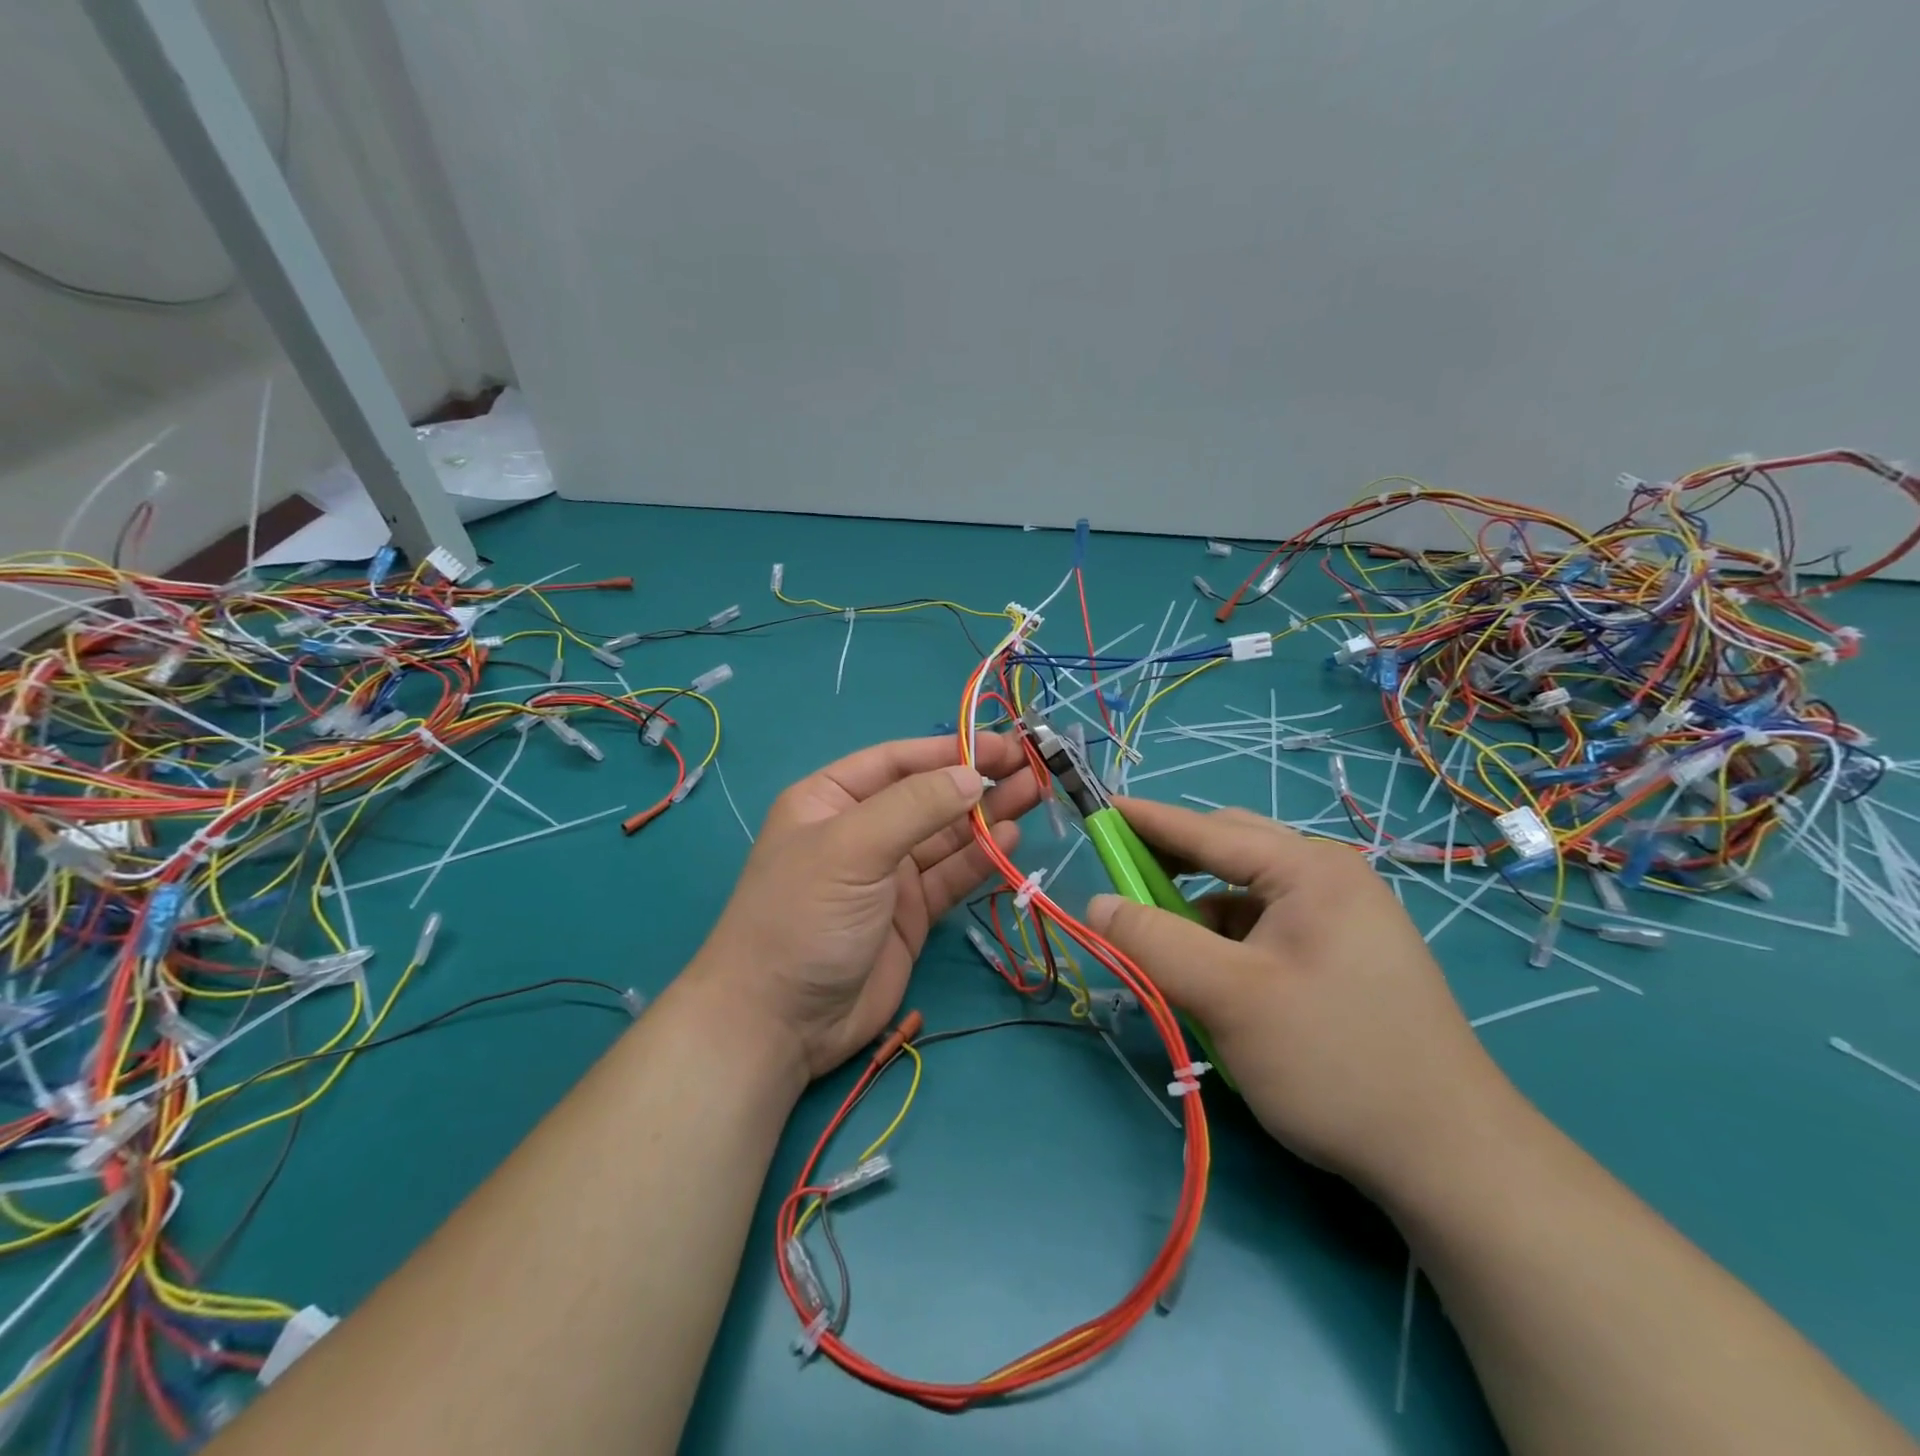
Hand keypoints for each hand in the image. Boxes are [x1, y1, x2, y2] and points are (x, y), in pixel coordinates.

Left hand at [689, 735, 1039, 1079]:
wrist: (780, 1022)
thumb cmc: (805, 915)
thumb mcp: (852, 848)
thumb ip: (915, 807)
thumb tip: (972, 775)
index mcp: (831, 799)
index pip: (898, 760)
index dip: (950, 749)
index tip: (1001, 746)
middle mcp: (862, 830)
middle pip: (929, 796)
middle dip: (976, 780)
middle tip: (1031, 766)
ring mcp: (888, 874)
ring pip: (946, 835)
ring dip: (988, 816)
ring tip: (1034, 794)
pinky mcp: (911, 914)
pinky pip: (951, 877)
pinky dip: (980, 859)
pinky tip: (1010, 840)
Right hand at [1084, 798, 1516, 1202]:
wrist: (1450, 1158)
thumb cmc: (1333, 1060)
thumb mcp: (1229, 998)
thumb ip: (1154, 942)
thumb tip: (1097, 904)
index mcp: (1311, 870)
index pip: (1209, 830)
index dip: (1147, 820)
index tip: (1098, 809)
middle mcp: (1332, 880)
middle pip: (1232, 853)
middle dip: (1174, 866)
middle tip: (1127, 886)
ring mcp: (1347, 919)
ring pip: (1248, 896)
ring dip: (1201, 913)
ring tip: (1171, 952)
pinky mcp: (1348, 957)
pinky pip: (1270, 929)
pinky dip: (1231, 942)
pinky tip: (1220, 982)